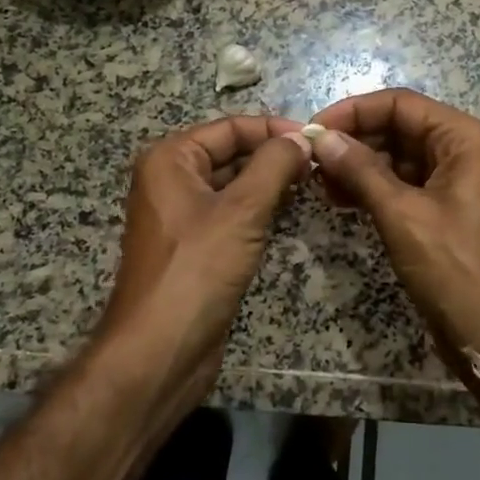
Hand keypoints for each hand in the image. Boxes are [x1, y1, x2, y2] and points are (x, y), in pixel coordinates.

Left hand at [93, 115, 313, 415]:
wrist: (160, 351)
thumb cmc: (197, 270)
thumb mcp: (242, 210)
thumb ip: (275, 166)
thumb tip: (303, 138)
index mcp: (170, 159)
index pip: (230, 127)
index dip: (273, 129)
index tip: (317, 138)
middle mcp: (171, 180)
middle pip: (230, 153)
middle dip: (273, 156)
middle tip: (320, 163)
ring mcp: (182, 215)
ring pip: (233, 185)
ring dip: (269, 182)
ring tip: (312, 183)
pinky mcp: (195, 247)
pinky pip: (231, 214)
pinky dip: (259, 210)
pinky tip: (289, 213)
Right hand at [307, 89, 479, 406]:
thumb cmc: (455, 269)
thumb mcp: (402, 215)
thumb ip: (360, 170)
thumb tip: (320, 137)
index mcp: (465, 139)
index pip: (401, 104)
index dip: (354, 111)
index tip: (313, 129)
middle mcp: (463, 150)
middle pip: (399, 127)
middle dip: (354, 140)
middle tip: (310, 159)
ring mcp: (455, 180)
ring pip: (397, 156)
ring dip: (358, 165)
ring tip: (319, 182)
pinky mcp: (444, 208)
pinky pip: (402, 183)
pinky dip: (372, 187)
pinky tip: (339, 199)